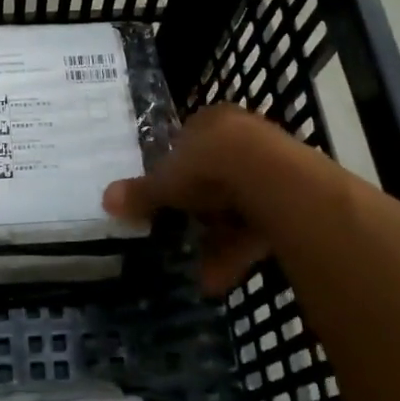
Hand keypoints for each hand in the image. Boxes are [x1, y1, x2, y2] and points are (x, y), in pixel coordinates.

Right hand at [102, 104, 296, 293]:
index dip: (176, 174)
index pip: (190, 144)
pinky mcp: (294, 197)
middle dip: (200, 217)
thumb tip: (105, 199)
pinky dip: (241, 251)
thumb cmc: (210, 167)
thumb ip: (141, 193)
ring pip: (240, 207)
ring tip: (204, 277)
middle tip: (183, 241)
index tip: (167, 201)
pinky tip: (222, 279)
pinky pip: (261, 225)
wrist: (271, 178)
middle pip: (216, 179)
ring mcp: (273, 165)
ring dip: (219, 243)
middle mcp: (244, 136)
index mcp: (212, 121)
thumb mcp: (166, 182)